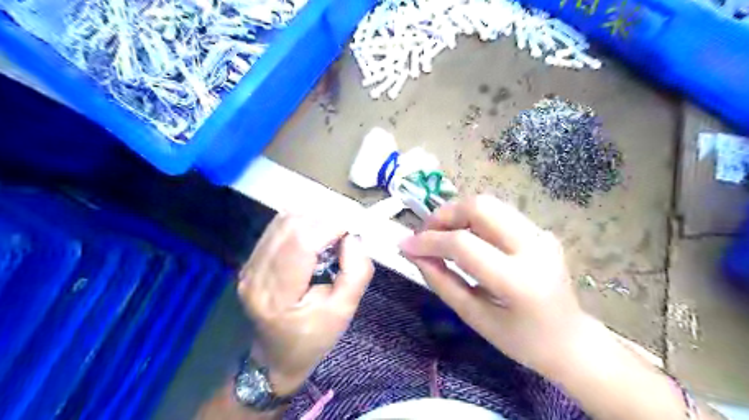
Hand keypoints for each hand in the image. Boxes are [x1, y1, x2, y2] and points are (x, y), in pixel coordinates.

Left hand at [238, 216, 372, 394]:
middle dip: (324, 221)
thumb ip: (356, 272)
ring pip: (283, 221)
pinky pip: (277, 228)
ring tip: (330, 237)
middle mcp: (256, 274)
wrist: (275, 358)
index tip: (352, 233)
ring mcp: (249, 266)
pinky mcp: (250, 261)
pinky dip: (301, 225)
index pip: (302, 242)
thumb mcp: (344, 312)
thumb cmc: (313, 338)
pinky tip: (313, 239)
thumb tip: (353, 237)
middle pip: (291, 225)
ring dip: (312, 220)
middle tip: (343, 236)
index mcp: (278, 295)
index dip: (331, 227)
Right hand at [398, 196, 590, 374]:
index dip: (429, 241)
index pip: (464, 244)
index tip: (405, 245)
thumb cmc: (521, 340)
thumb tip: (415, 254)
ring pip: (489, 204)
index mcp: (519, 280)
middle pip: (480, 207)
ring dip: (456, 213)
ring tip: (440, 235)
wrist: (571, 341)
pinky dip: (472, 219)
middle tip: (425, 234)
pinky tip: (463, 237)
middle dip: (444, 215)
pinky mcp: (541, 231)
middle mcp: (534, 247)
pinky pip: (498, 214)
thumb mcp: (474, 318)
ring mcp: (541, 234)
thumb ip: (442, 281)